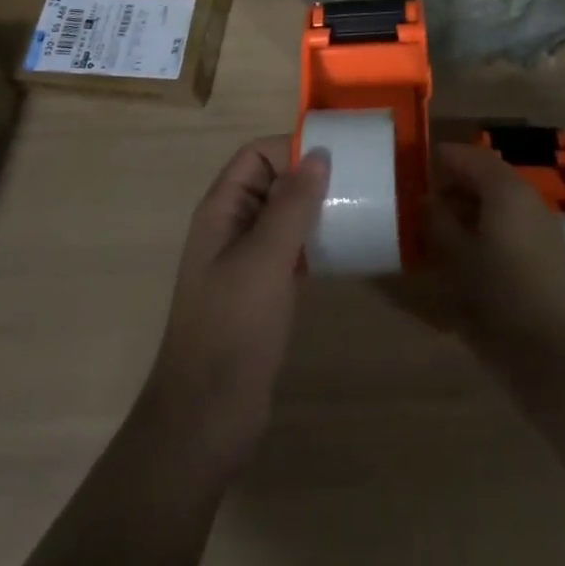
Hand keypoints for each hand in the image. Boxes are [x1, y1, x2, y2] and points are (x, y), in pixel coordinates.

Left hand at [136, 136, 329, 474]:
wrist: (206, 417)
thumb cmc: (233, 327)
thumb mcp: (265, 258)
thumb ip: (292, 204)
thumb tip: (319, 153)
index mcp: (221, 210)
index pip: (256, 155)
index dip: (292, 148)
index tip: (337, 157)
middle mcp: (230, 227)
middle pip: (271, 181)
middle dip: (309, 176)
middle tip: (358, 181)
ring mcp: (245, 261)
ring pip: (283, 216)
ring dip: (315, 209)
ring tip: (358, 209)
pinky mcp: (261, 291)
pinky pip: (290, 249)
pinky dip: (314, 241)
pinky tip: (344, 248)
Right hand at [429, 142, 564, 362]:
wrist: (552, 351)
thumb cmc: (497, 294)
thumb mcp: (456, 255)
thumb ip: (438, 221)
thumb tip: (428, 200)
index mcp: (505, 189)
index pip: (471, 156)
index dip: (445, 158)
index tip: (419, 166)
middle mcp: (527, 198)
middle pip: (488, 176)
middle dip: (457, 183)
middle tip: (427, 201)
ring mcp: (542, 225)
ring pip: (501, 201)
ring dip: (472, 206)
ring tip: (443, 228)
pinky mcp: (549, 252)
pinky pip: (513, 224)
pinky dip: (490, 225)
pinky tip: (470, 251)